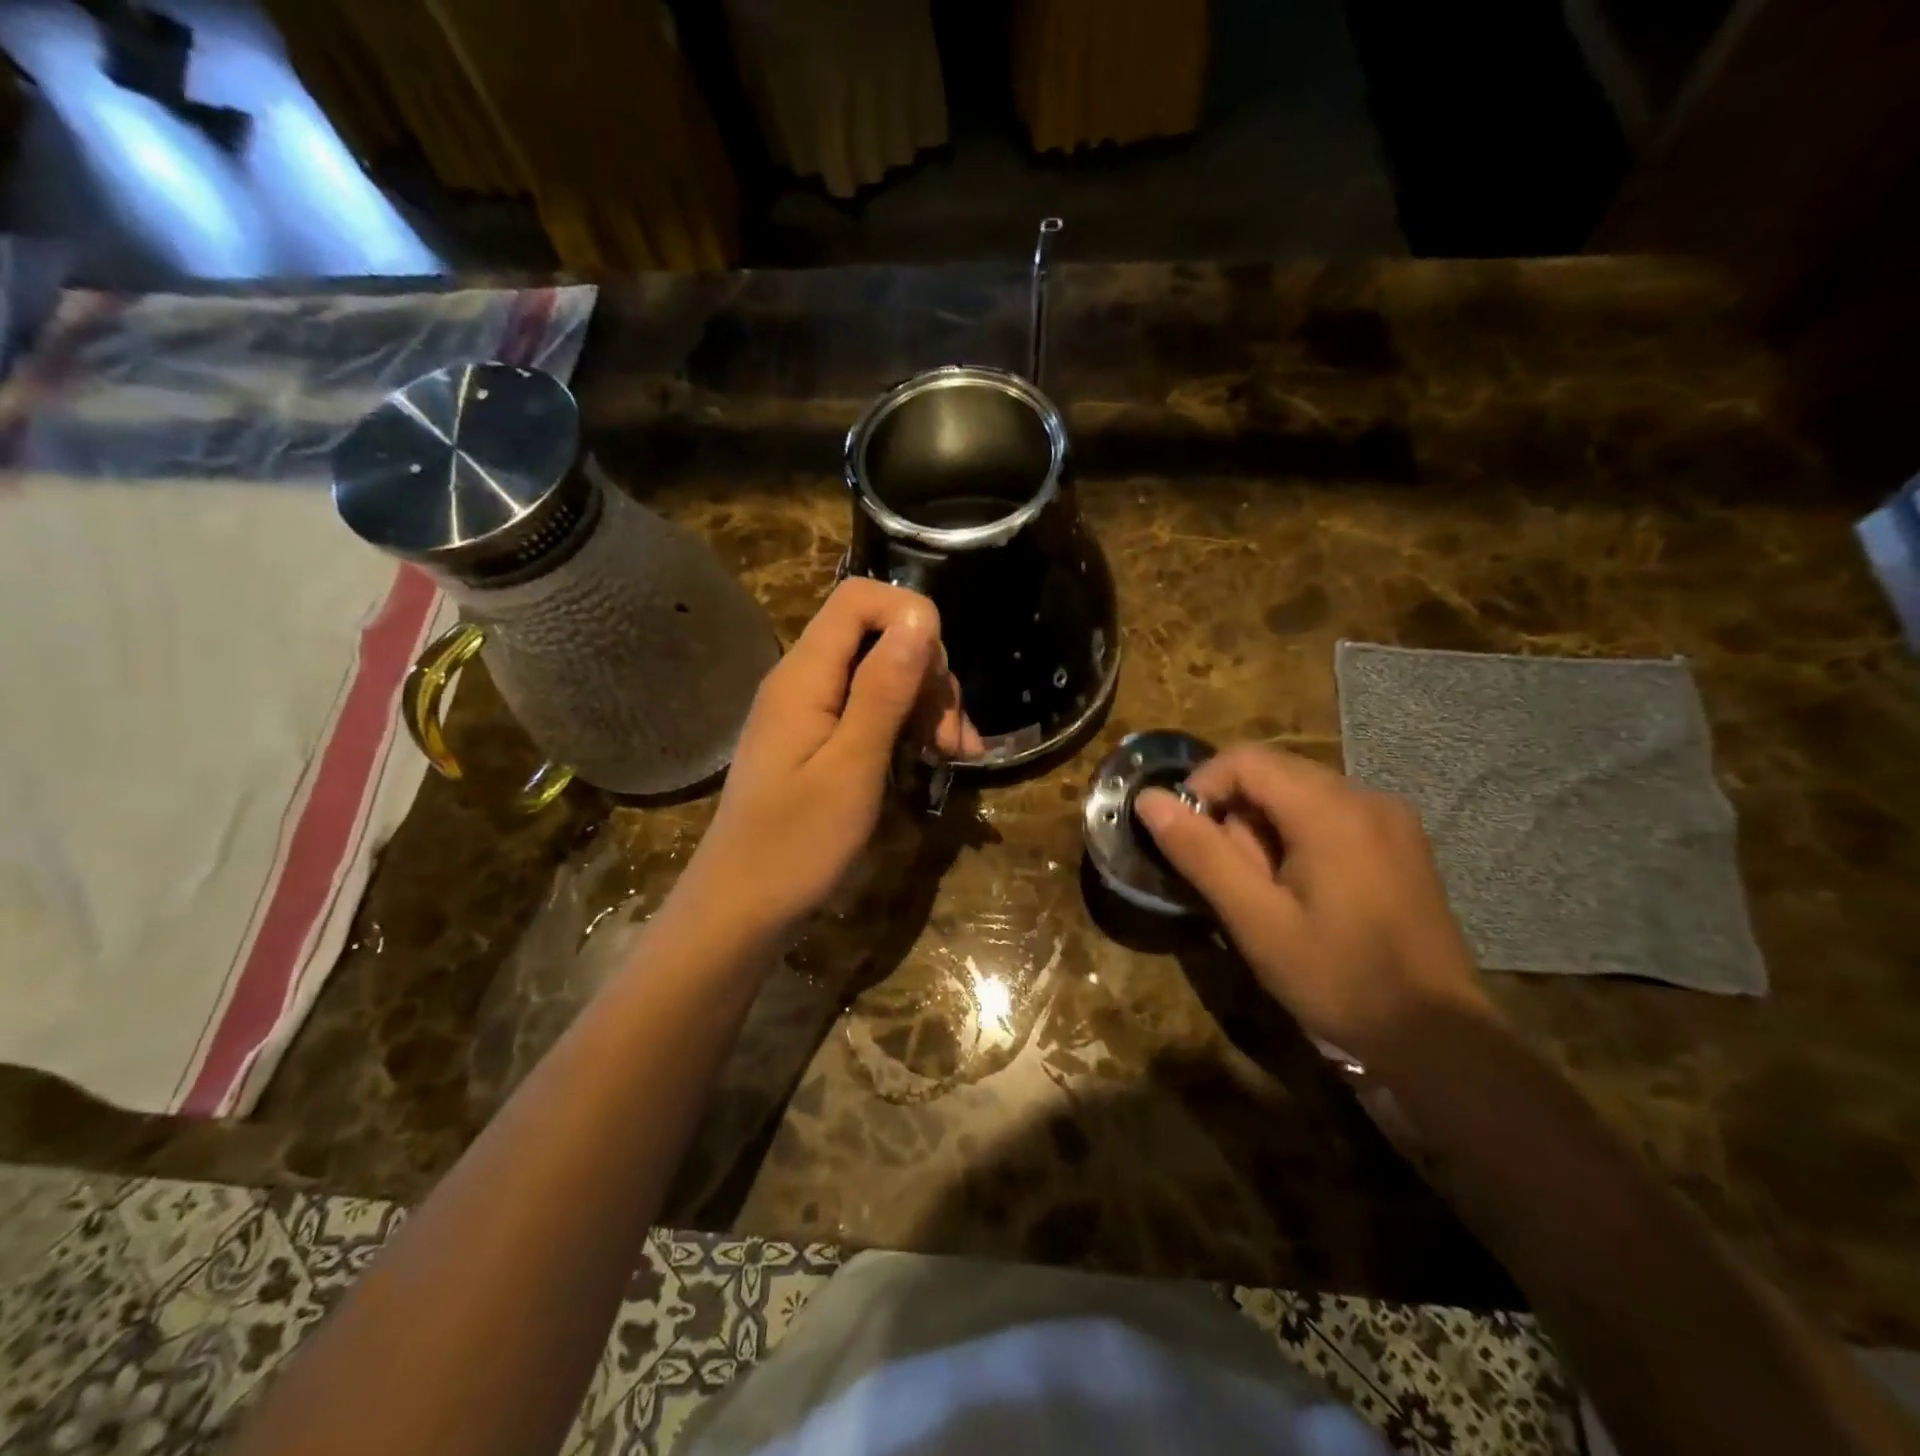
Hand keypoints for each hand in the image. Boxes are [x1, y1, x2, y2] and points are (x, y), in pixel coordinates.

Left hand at [679, 579, 979, 943]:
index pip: (859, 600)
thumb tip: (920, 617)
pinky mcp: (818, 741)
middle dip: (927, 675)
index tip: (941, 674)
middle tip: (954, 738)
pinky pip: (869, 711)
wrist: (741, 909)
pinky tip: (937, 759)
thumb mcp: (852, 767)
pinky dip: (907, 727)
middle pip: (878, 638)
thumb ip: (883, 690)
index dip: (910, 616)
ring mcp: (810, 712)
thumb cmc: (795, 844)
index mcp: (805, 676)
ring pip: (882, 676)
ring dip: (926, 706)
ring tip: (956, 756)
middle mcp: (804, 681)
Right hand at [1135, 744, 1496, 1066]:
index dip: (1202, 788)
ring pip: (1299, 794)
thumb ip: (1201, 853)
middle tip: (1235, 880)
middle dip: (1237, 816)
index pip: (1245, 760)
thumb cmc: (1338, 978)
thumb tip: (1149, 801)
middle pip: (1273, 773)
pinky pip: (1330, 813)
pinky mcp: (1401, 840)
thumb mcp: (1255, 920)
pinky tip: (1305, 891)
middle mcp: (1366, 796)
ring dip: (1266, 830)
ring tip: (1270, 893)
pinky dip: (1299, 836)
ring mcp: (1390, 817)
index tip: (1188, 839)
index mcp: (1331, 809)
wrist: (1438, 1037)